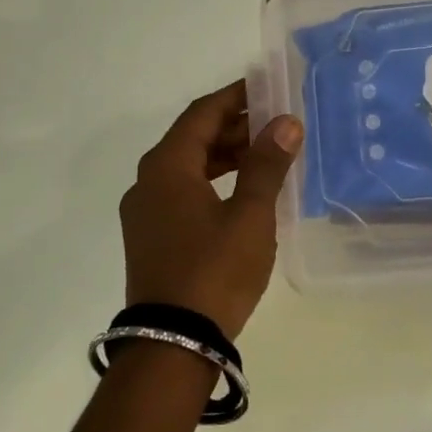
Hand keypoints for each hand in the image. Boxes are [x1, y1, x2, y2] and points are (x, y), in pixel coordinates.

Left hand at [119, 81, 303, 339]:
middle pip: (194, 138)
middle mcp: (149, 181)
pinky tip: (243, 193)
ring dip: (226, 155)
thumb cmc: (214, 270)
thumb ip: (267, 164)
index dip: (236, 96)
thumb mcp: (250, 215)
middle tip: (277, 123)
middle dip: (235, 127)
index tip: (267, 86)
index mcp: (167, 166)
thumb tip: (286, 122)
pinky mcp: (151, 237)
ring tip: (267, 155)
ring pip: (189, 167)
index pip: (203, 113)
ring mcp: (146, 212)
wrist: (172, 345)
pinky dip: (214, 182)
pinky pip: (184, 192)